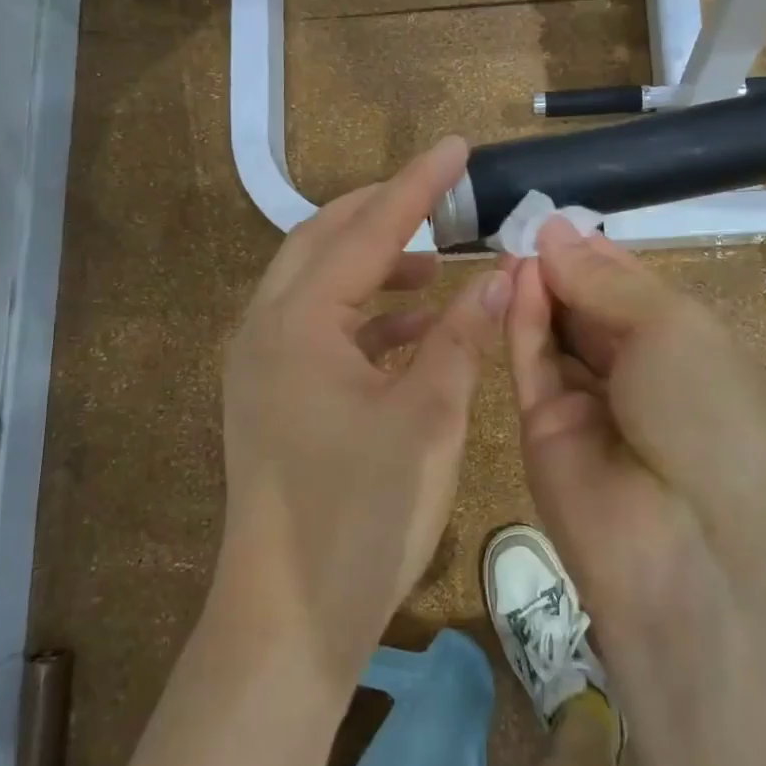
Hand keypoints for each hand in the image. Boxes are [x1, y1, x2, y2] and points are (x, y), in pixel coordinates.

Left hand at [218, 137, 508, 688]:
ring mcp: (262, 365)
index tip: (456, 146)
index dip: (417, 186)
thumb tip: (504, 275)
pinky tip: (412, 331)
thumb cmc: (359, 514)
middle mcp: (266, 329)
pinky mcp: (272, 397)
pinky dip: (364, 318)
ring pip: (318, 286)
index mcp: (298, 322)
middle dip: (381, 213)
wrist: (288, 619)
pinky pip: (318, 331)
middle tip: (438, 197)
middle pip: (323, 241)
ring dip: (373, 268)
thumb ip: (462, 337)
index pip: (368, 230)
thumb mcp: (427, 418)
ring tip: (434, 268)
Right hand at [504, 217, 765, 634]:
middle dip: (565, 269)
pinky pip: (532, 365)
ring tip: (514, 247)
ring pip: (557, 336)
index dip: (600, 255)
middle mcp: (640, 378)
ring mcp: (590, 407)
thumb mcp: (674, 328)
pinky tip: (516, 281)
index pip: (634, 291)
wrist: (689, 551)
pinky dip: (524, 322)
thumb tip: (556, 231)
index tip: (559, 220)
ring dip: (540, 290)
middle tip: (525, 227)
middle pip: (592, 311)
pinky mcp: (543, 431)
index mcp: (690, 351)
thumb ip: (605, 280)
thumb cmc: (708, 416)